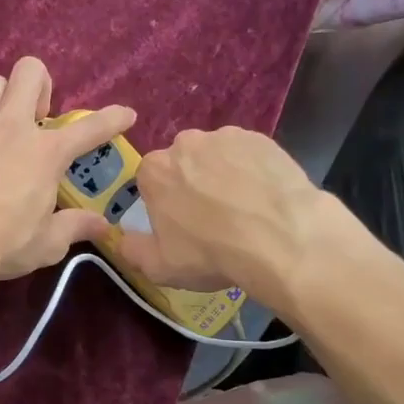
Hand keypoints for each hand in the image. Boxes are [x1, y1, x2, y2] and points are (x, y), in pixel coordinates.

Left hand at [0, 57, 135, 287]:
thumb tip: (102, 225)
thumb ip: (74, 228)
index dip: (112, 119)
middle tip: (36, 117)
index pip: (89, 129)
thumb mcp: (45, 244)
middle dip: (39, 85)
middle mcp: (9, 126)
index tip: (126, 114)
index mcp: (45, 153)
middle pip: (30, 72)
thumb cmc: (1, 244)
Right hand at [117, 127, 337, 311]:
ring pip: (218, 156)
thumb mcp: (159, 267)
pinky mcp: (262, 139)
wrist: (282, 239)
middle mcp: (186, 143)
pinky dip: (253, 171)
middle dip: (192, 183)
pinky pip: (249, 155)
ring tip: (245, 208)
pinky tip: (265, 197)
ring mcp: (226, 137)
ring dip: (223, 175)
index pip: (150, 181)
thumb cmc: (211, 253)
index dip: (164, 203)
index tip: (180, 224)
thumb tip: (122, 238)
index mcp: (154, 170)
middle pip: (184, 163)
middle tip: (213, 217)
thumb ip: (132, 250)